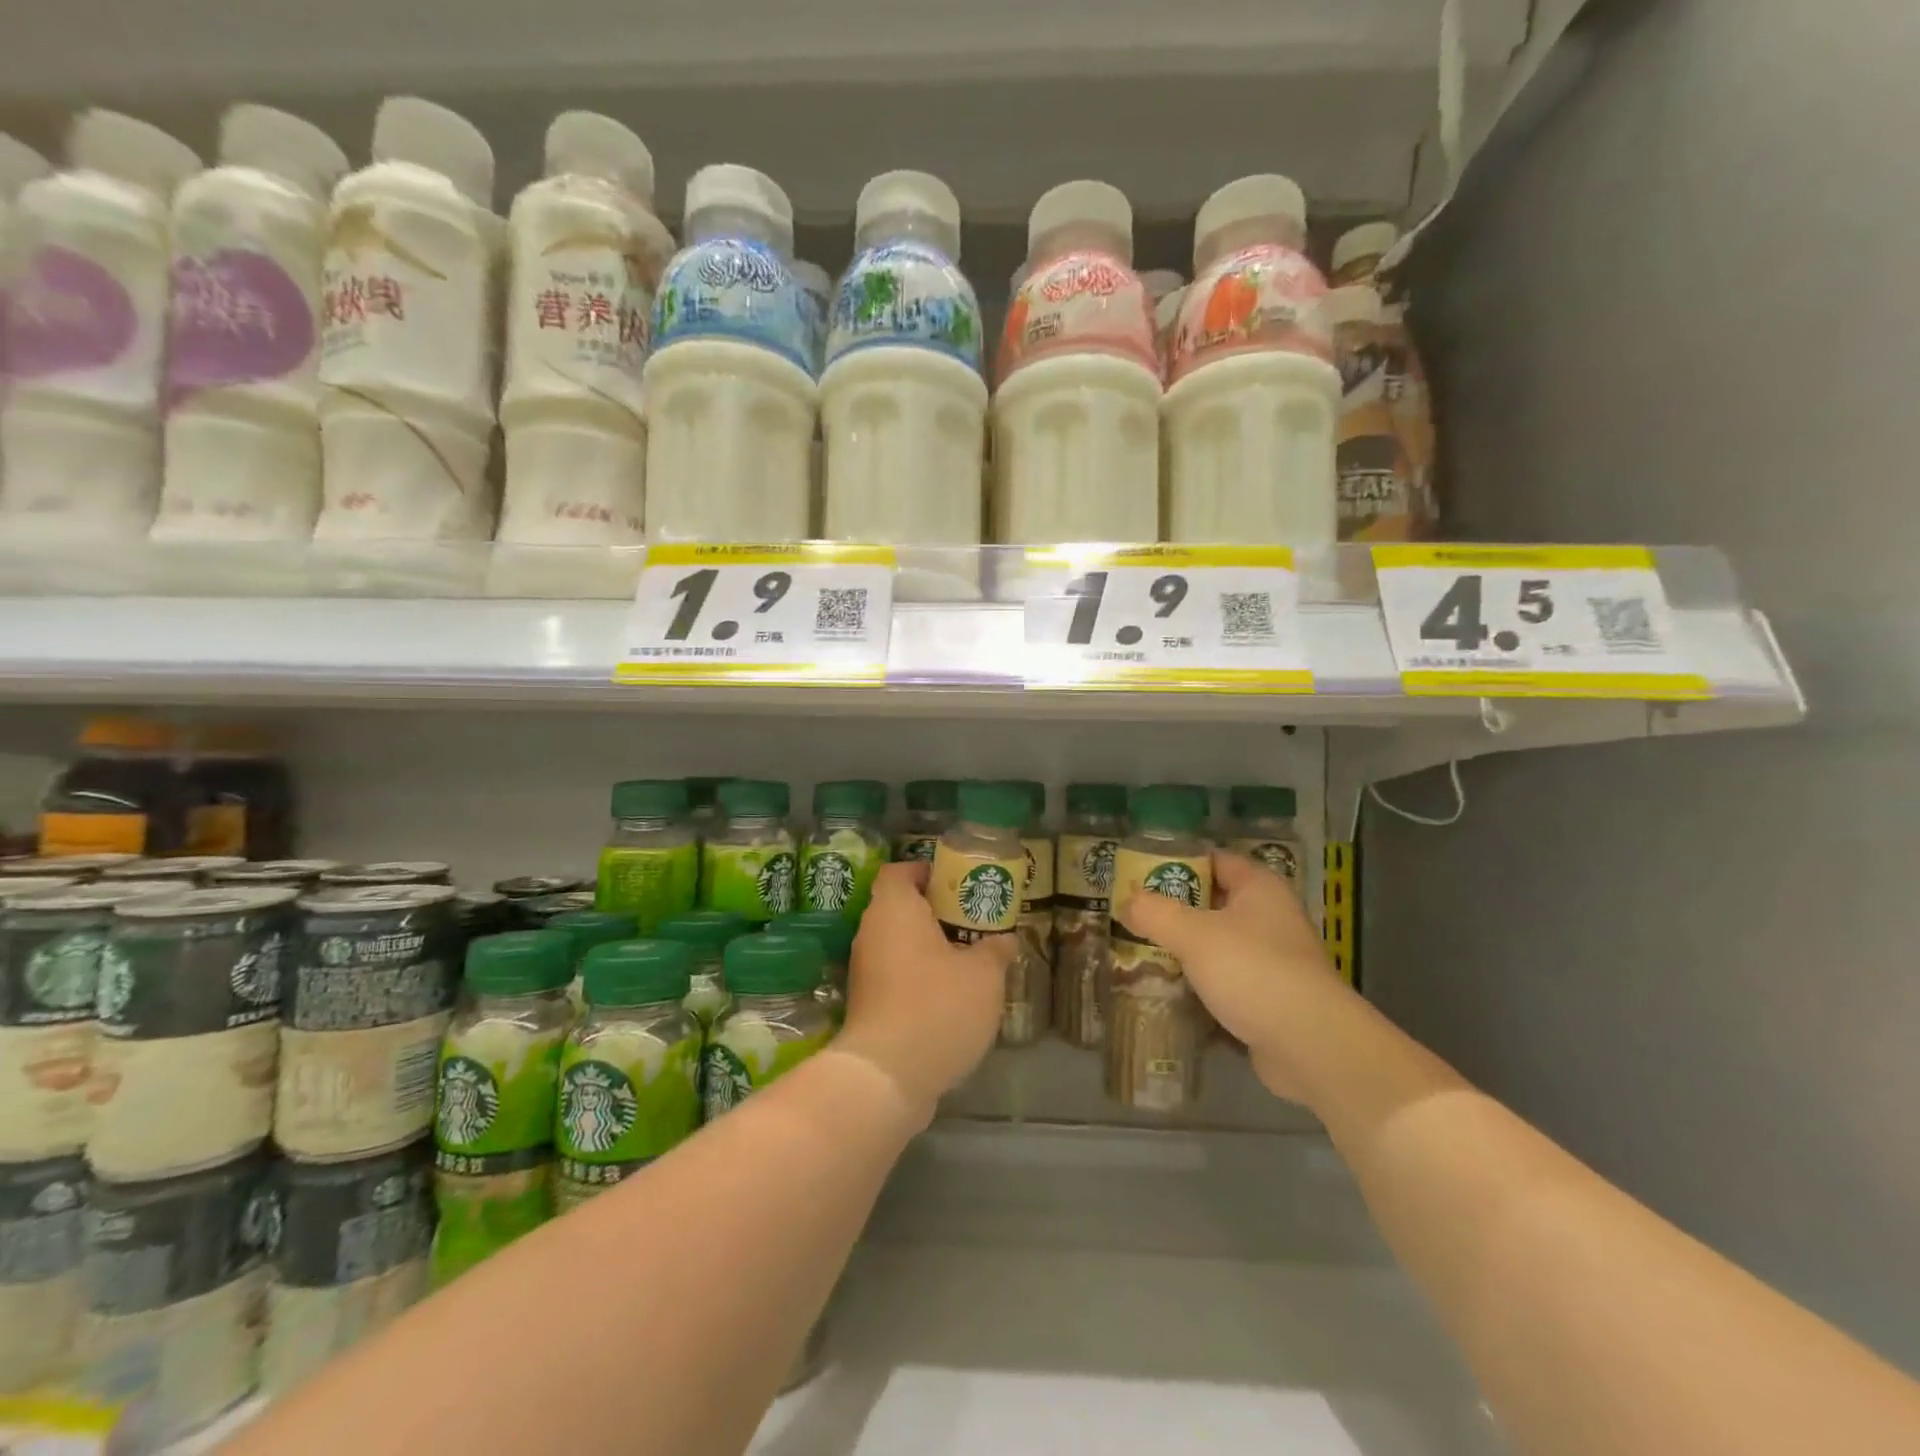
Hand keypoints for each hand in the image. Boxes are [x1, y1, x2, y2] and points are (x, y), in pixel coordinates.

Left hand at [838, 861, 1012, 1121]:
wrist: (887, 1076)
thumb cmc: (937, 1006)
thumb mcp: (984, 975)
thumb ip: (995, 950)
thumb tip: (1004, 940)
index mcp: (894, 909)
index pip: (900, 871)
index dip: (927, 872)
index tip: (958, 885)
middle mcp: (871, 933)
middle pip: (900, 907)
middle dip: (936, 912)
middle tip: (974, 922)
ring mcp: (865, 971)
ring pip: (899, 944)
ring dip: (930, 948)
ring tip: (969, 959)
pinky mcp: (866, 1004)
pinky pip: (895, 975)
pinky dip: (919, 977)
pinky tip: (951, 996)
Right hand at [1118, 851, 1344, 1101]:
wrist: (1310, 1044)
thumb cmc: (1252, 970)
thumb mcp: (1193, 935)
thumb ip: (1155, 913)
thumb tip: (1127, 901)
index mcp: (1259, 887)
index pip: (1214, 859)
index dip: (1178, 861)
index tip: (1140, 872)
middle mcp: (1270, 915)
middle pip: (1214, 901)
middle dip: (1175, 907)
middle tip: (1134, 913)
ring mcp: (1273, 957)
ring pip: (1219, 941)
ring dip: (1186, 946)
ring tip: (1143, 948)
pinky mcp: (1270, 995)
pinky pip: (1228, 976)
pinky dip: (1202, 979)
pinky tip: (1171, 986)